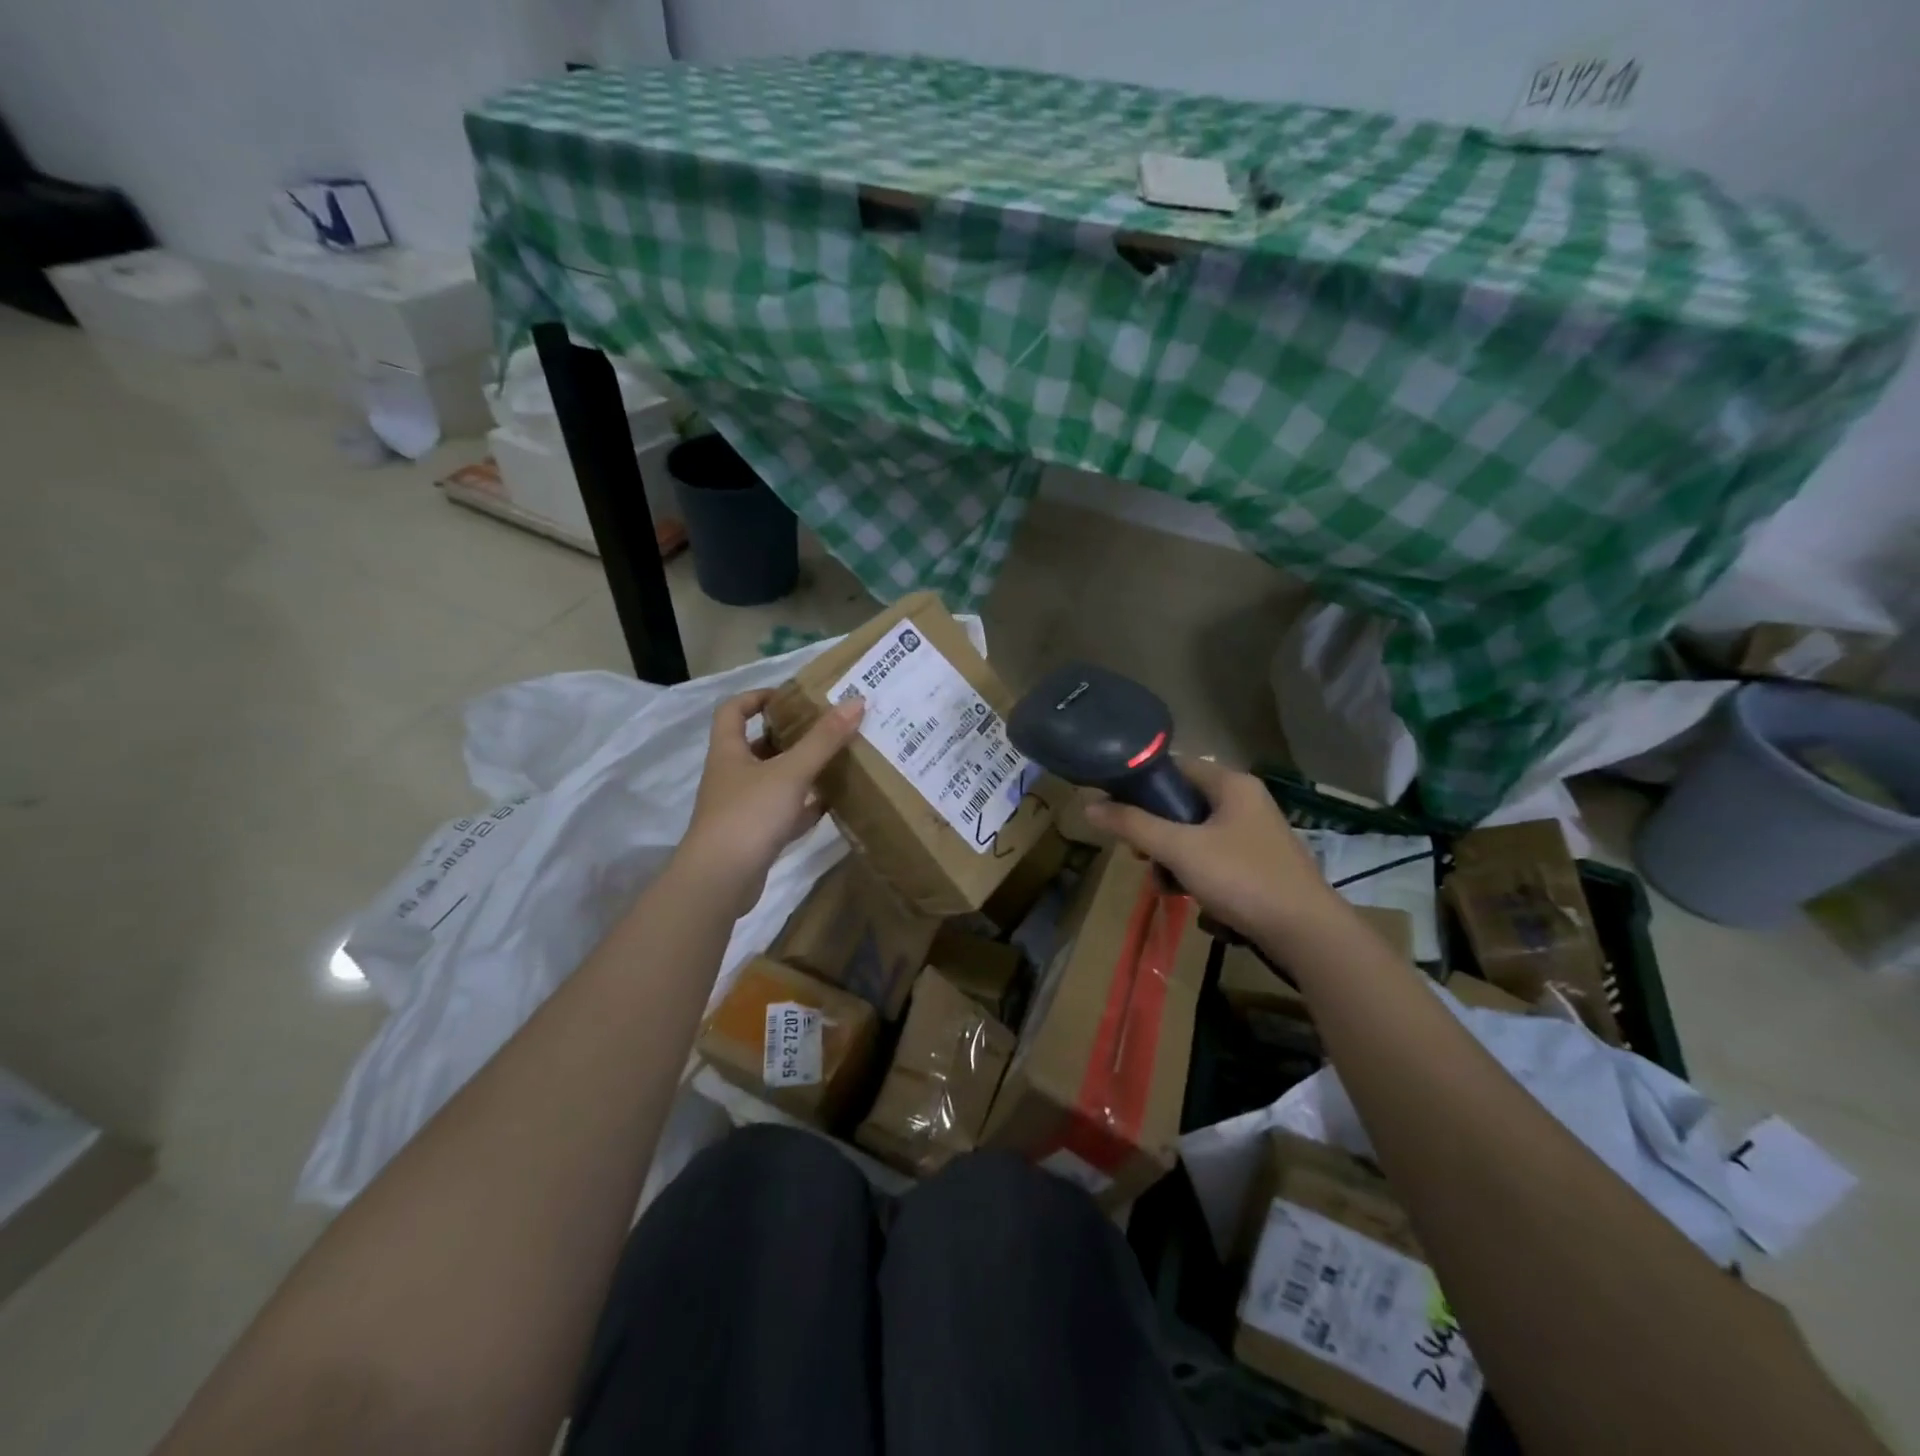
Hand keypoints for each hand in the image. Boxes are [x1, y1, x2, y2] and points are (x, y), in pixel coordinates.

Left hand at [678, 690, 864, 915]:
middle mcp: (730, 777)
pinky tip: (828, 804)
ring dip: (798, 771)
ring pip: (771, 781)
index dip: (756, 697)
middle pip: (756, 746)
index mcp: (728, 752)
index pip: (733, 711)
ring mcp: (740, 809)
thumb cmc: (749, 815)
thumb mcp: (790, 772)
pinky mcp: (753, 838)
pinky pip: (781, 814)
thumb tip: (856, 701)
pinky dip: (802, 807)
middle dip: (787, 736)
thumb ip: (823, 740)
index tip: (789, 696)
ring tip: (833, 761)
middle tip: (823, 728)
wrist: (720, 880)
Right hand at [1082, 758, 1340, 943]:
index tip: (1115, 807)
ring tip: (1165, 885)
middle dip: (1154, 831)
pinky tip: (1188, 897)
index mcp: (1231, 785)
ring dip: (1172, 858)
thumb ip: (1133, 825)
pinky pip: (1212, 857)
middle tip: (1139, 854)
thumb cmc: (1241, 878)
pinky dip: (1195, 873)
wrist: (1305, 934)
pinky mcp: (1257, 864)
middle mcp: (1244, 801)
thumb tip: (1089, 806)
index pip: (1175, 767)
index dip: (1141, 783)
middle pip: (1181, 804)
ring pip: (1194, 835)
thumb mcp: (1179, 849)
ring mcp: (1253, 834)